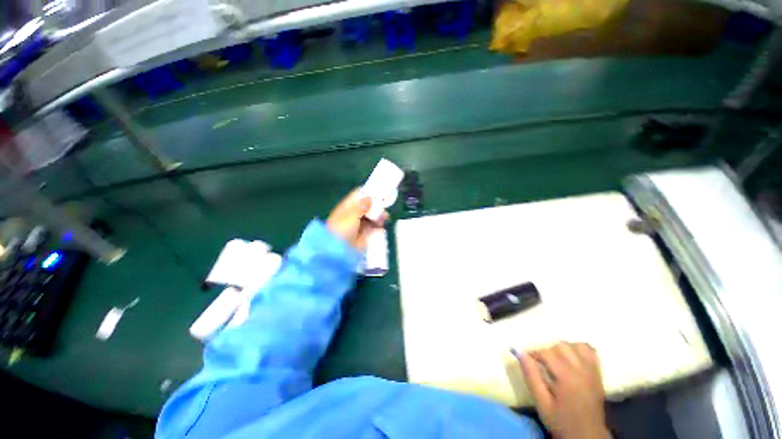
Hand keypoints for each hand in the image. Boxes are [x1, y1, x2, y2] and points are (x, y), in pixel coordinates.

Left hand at [327, 189, 386, 249]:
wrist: (338, 251)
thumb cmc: (341, 230)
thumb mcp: (351, 215)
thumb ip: (361, 206)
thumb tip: (369, 197)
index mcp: (348, 207)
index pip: (359, 195)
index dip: (368, 192)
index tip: (379, 192)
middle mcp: (354, 214)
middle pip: (368, 206)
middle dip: (377, 205)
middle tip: (385, 206)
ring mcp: (360, 225)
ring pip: (372, 216)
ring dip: (379, 216)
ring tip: (385, 218)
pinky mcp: (365, 235)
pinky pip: (374, 227)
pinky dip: (379, 226)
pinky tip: (382, 226)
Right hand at [517, 342, 609, 438]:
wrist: (587, 435)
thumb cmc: (561, 420)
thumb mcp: (541, 403)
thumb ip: (531, 377)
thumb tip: (520, 353)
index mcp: (567, 377)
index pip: (547, 352)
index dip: (534, 353)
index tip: (527, 360)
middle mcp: (581, 370)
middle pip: (561, 346)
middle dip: (548, 350)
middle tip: (541, 363)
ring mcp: (592, 371)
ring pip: (575, 345)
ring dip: (563, 348)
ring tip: (556, 360)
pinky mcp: (598, 373)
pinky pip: (590, 351)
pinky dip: (579, 348)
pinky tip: (571, 356)